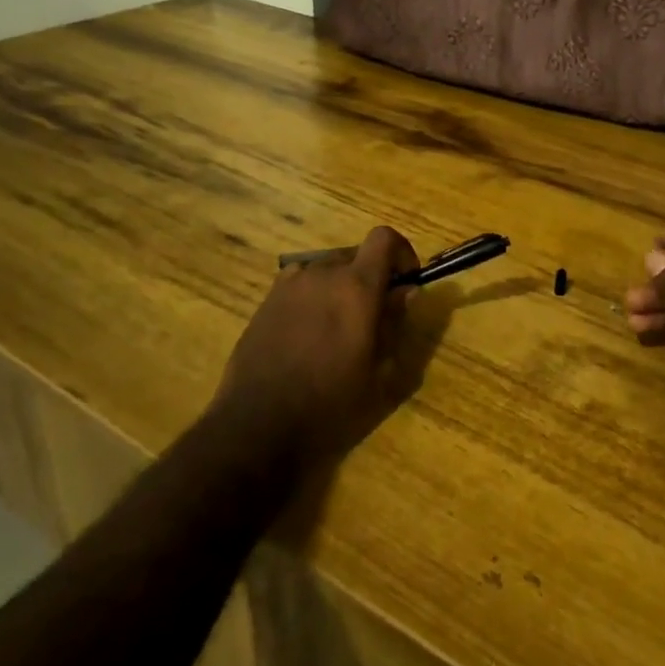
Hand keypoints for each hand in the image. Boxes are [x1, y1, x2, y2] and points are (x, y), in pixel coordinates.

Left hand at [209, 226, 421, 469]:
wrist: (258, 427)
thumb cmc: (330, 405)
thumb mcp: (379, 373)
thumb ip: (395, 324)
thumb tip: (405, 292)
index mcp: (356, 287)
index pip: (384, 238)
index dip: (401, 252)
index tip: (406, 280)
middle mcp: (322, 273)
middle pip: (356, 253)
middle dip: (372, 273)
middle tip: (376, 312)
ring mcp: (289, 285)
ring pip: (326, 268)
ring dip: (341, 284)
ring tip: (340, 324)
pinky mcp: (266, 301)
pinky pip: (300, 283)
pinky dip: (314, 294)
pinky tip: (309, 330)